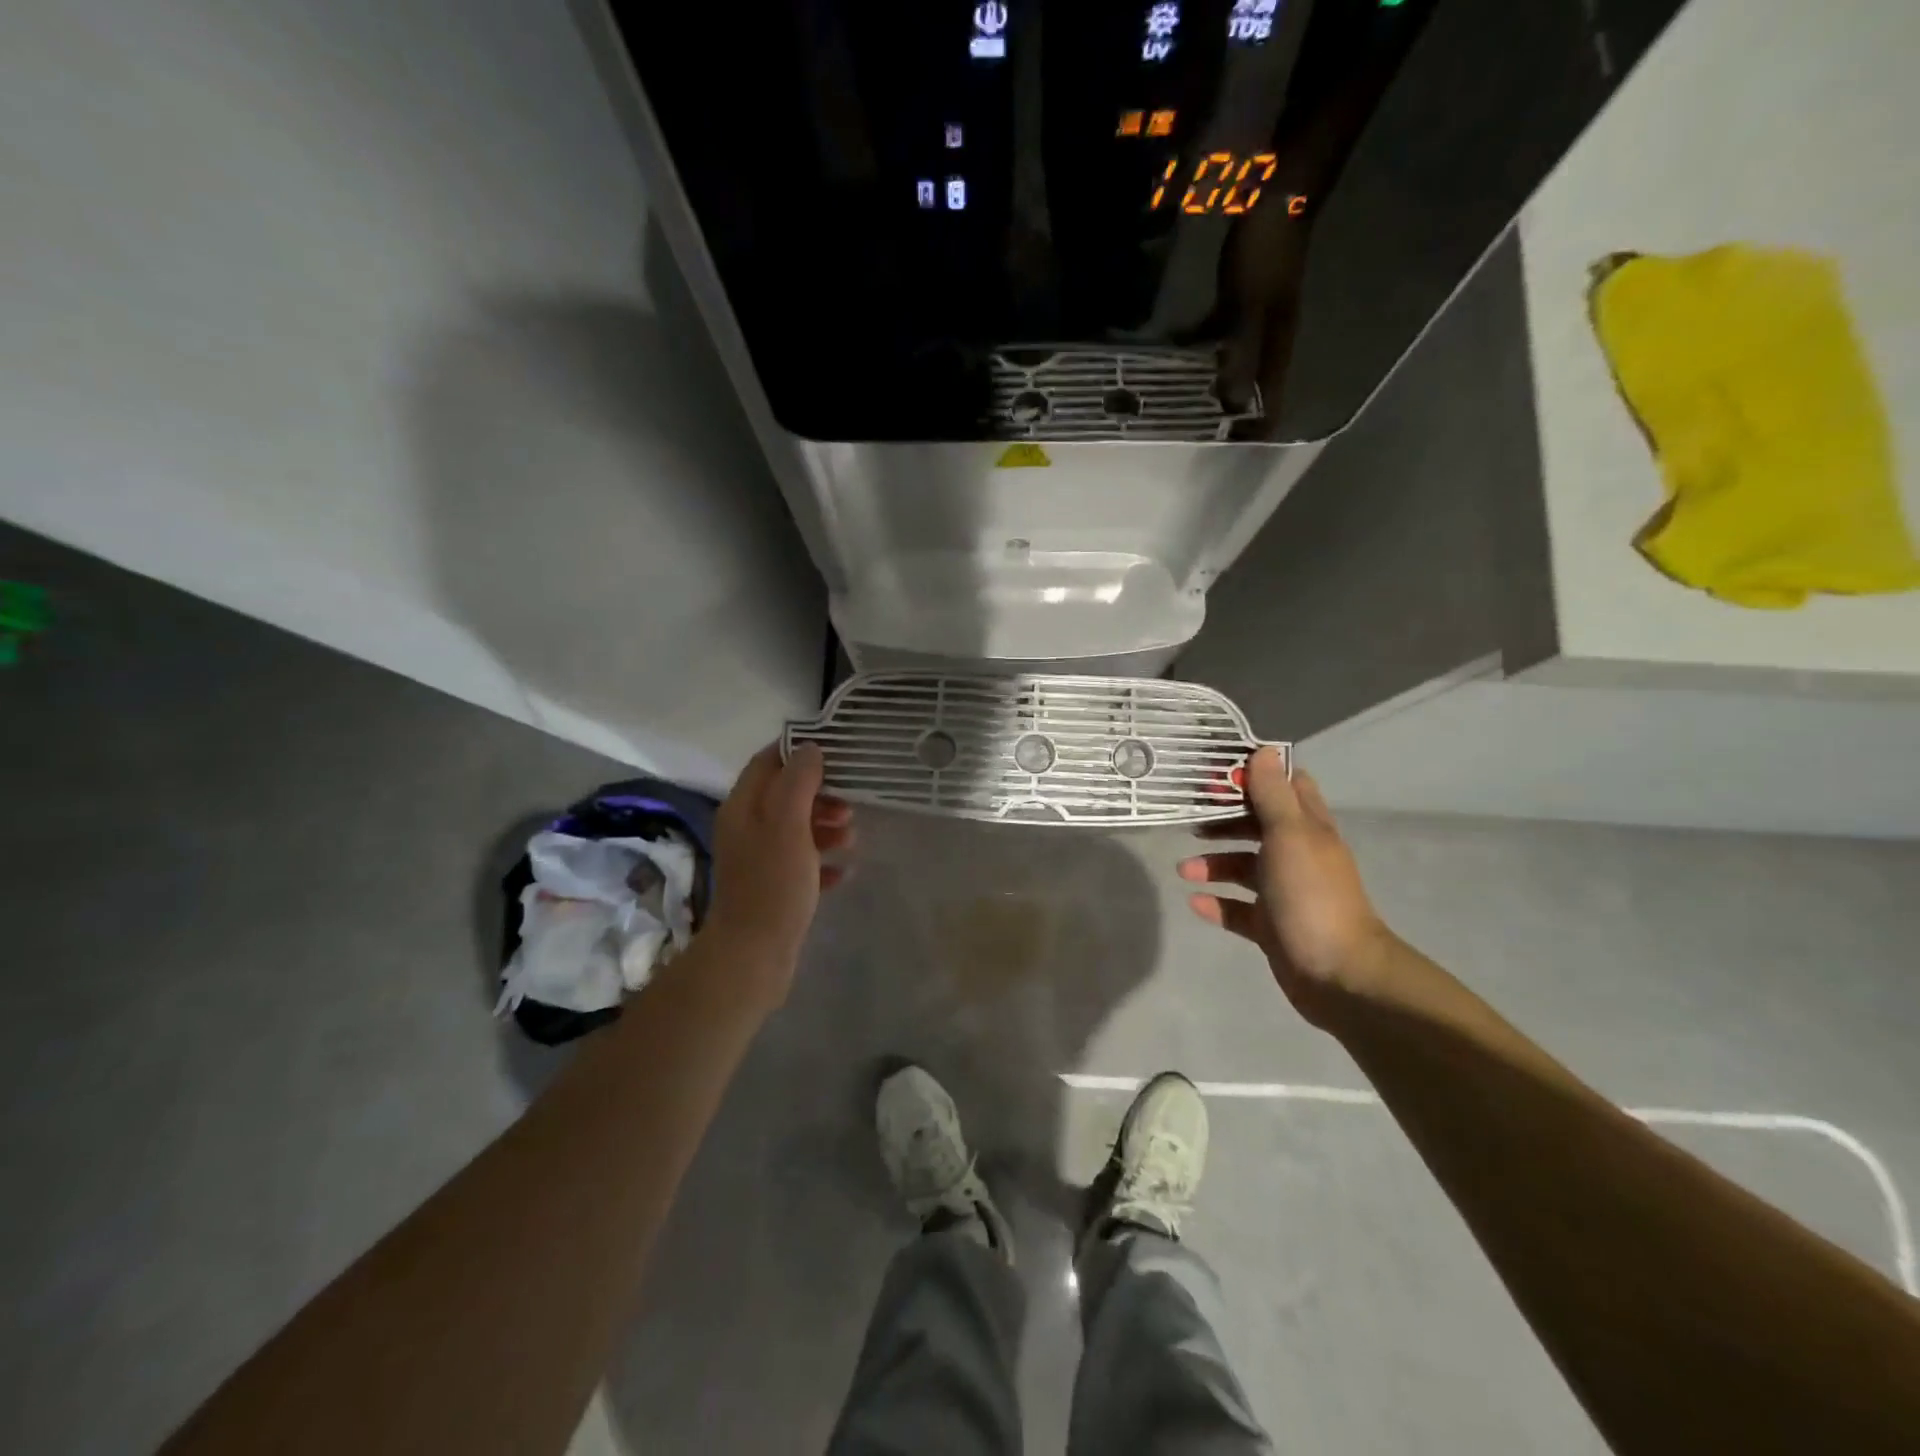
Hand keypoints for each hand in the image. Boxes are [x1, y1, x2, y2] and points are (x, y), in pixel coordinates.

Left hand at [703, 743, 852, 993]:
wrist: (753, 955)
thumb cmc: (773, 883)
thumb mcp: (788, 824)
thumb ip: (798, 782)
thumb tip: (810, 749)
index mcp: (743, 807)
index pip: (767, 761)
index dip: (798, 751)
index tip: (835, 752)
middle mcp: (747, 829)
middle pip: (785, 795)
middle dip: (820, 795)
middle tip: (850, 806)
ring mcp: (758, 861)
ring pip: (796, 830)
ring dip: (825, 828)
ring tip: (851, 840)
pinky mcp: (772, 888)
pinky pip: (801, 865)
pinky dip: (823, 863)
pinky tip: (844, 873)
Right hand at [1179, 748, 1392, 1021]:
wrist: (1338, 974)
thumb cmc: (1311, 895)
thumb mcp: (1290, 836)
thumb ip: (1273, 795)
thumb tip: (1264, 750)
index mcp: (1308, 829)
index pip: (1286, 788)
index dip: (1255, 776)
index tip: (1218, 772)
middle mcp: (1297, 856)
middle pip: (1257, 827)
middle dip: (1224, 821)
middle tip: (1190, 820)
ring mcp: (1285, 893)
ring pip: (1244, 868)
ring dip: (1214, 864)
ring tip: (1184, 869)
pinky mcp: (1271, 926)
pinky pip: (1238, 909)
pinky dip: (1217, 903)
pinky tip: (1196, 902)